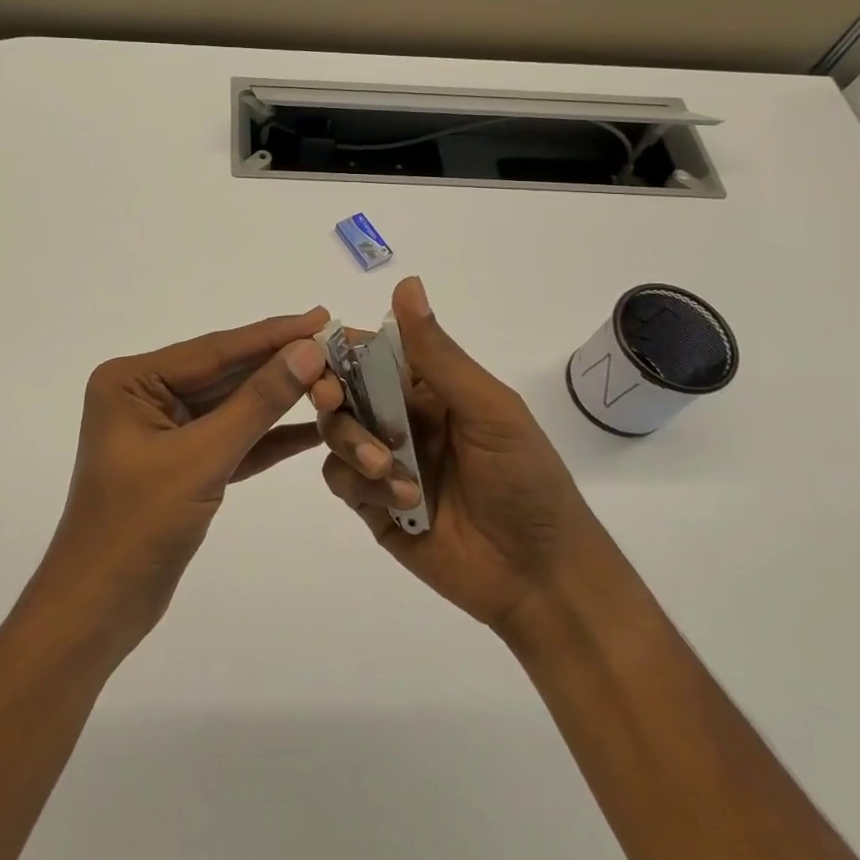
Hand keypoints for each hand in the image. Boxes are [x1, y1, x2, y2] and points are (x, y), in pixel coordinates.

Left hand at [40, 308, 330, 651]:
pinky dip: (268, 436)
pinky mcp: (182, 463)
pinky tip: (314, 426)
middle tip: (336, 341)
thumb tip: (307, 351)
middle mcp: (145, 395)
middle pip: (224, 373)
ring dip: (280, 398)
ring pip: (231, 406)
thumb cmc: (138, 526)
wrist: (99, 610)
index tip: (320, 317)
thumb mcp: (202, 458)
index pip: (213, 350)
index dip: (271, 335)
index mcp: (131, 380)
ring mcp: (163, 430)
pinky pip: (231, 439)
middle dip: (279, 363)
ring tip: (334, 376)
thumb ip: (256, 403)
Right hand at [312, 278, 597, 635]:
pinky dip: (361, 484)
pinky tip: (401, 501)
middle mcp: (400, 418)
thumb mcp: (488, 408)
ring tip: (388, 470)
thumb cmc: (525, 479)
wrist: (540, 576)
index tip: (319, 352)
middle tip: (331, 401)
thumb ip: (437, 353)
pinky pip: (340, 480)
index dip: (342, 349)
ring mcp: (383, 462)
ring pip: (335, 434)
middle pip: (342, 391)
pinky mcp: (372, 505)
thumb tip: (406, 283)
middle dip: (332, 394)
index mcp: (428, 388)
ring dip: (353, 444)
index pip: (372, 353)